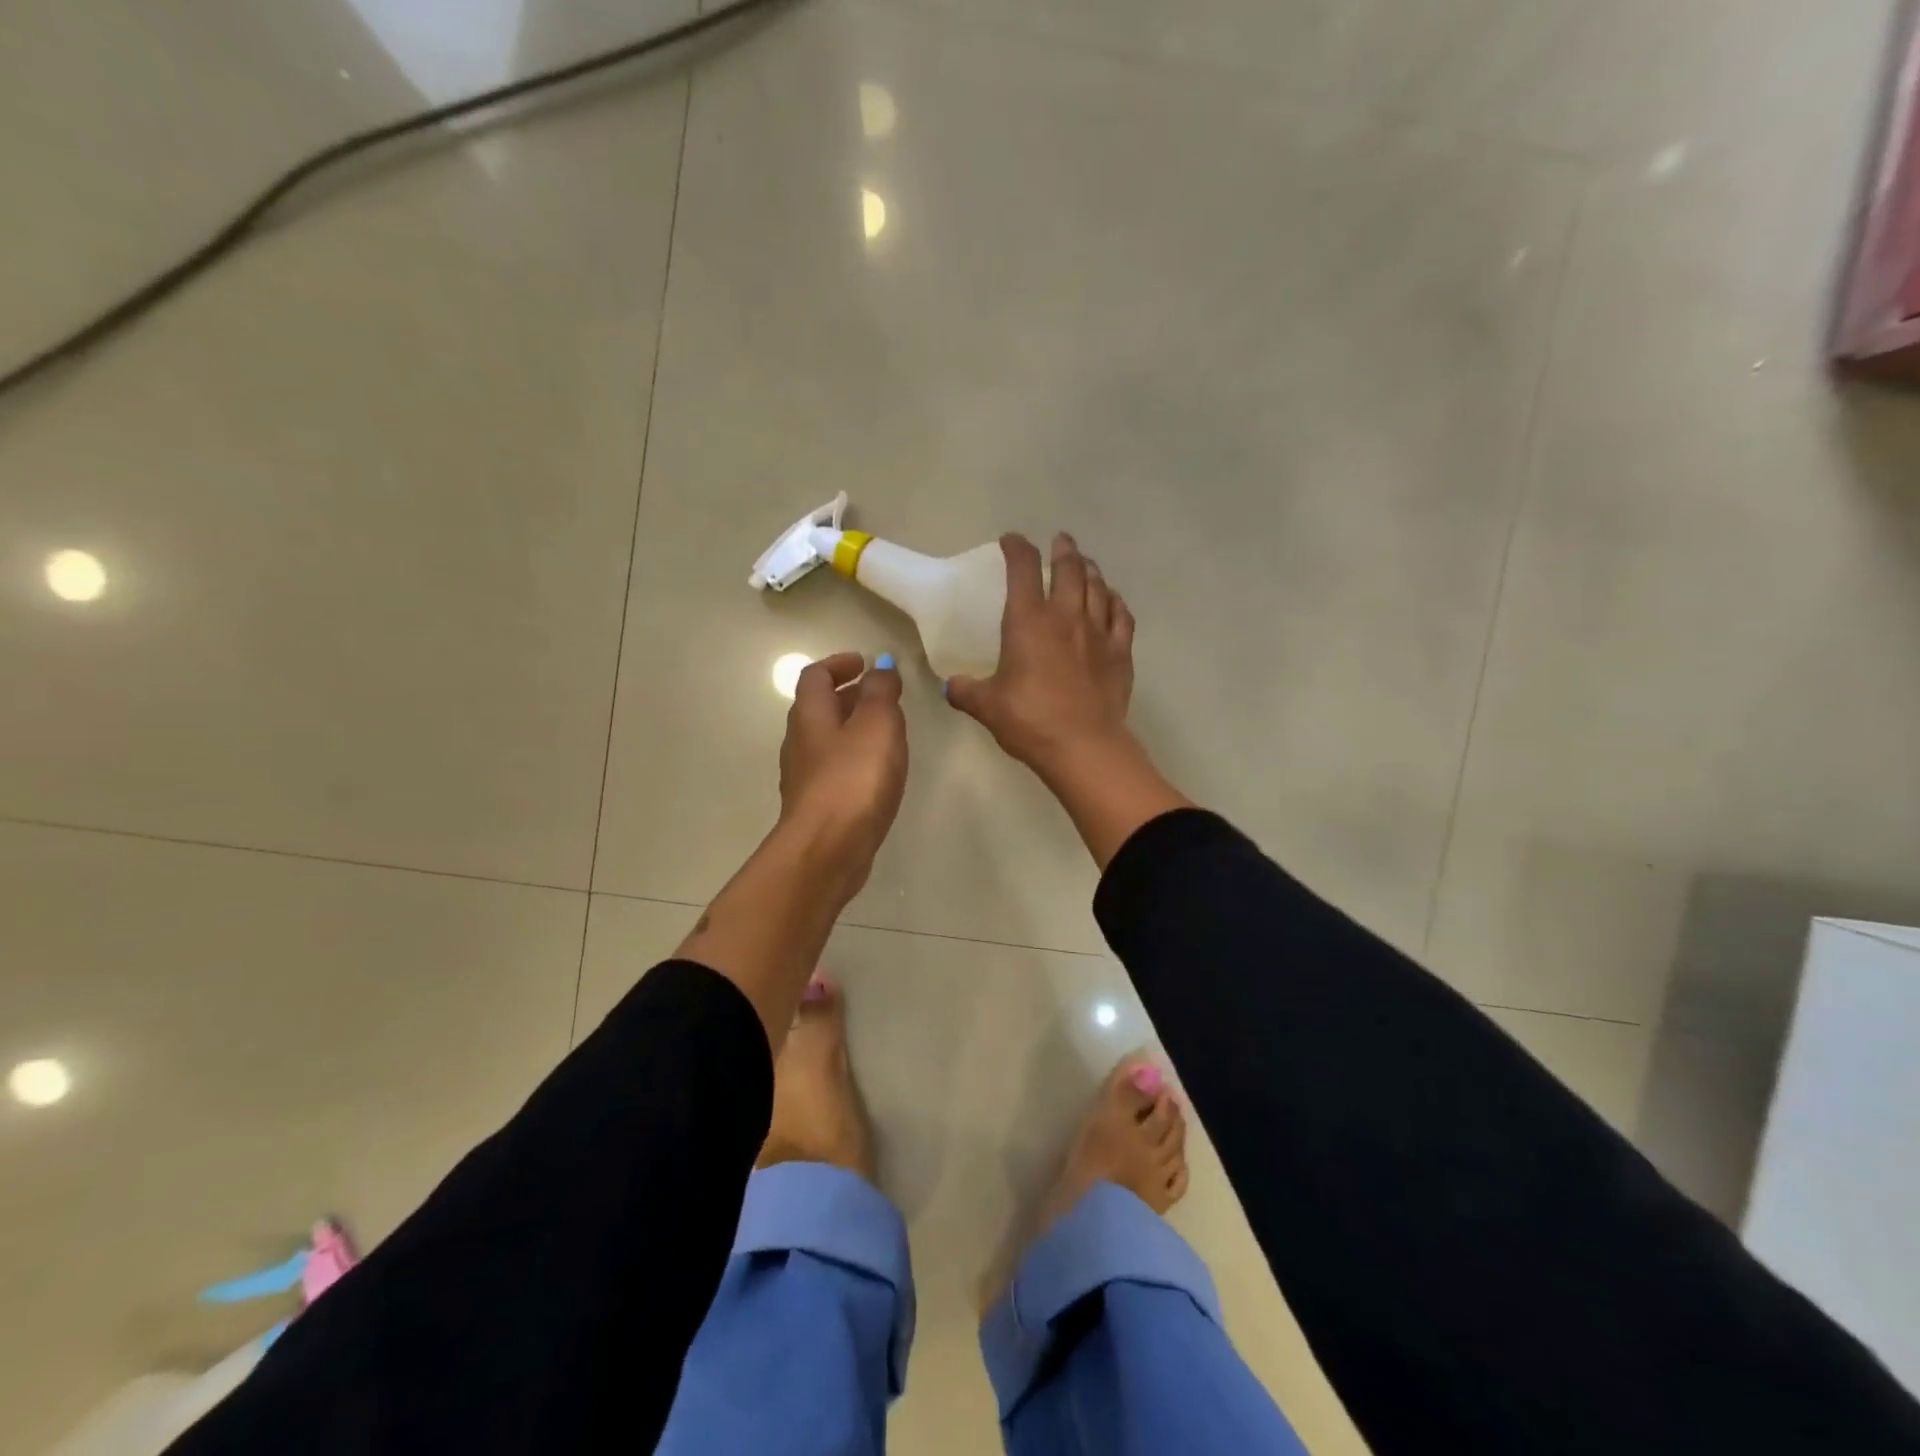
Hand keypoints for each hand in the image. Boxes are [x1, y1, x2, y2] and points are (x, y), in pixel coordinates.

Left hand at [777, 652, 907, 894]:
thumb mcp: (877, 724)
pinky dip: (854, 758)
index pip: (815, 675)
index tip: (865, 663)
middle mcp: (800, 741)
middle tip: (882, 695)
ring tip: (887, 732)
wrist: (828, 848)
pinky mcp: (817, 805)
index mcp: (810, 714)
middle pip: (819, 707)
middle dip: (849, 695)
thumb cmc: (854, 778)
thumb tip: (882, 667)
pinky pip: (835, 769)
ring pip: (827, 739)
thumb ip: (882, 692)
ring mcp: (805, 776)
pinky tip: (878, 772)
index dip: (839, 664)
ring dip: (853, 728)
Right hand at [945, 533, 1135, 775]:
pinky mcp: (1120, 653)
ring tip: (1085, 563)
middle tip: (1060, 541)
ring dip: (1090, 570)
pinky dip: (1115, 602)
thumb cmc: (1029, 720)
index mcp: (1029, 622)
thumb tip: (950, 687)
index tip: (1011, 540)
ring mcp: (1098, 633)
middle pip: (1069, 569)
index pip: (1023, 570)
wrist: (1083, 745)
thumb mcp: (987, 706)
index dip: (1017, 548)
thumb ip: (966, 691)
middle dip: (1063, 550)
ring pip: (1098, 587)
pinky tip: (1112, 600)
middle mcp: (1066, 617)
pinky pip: (1121, 616)